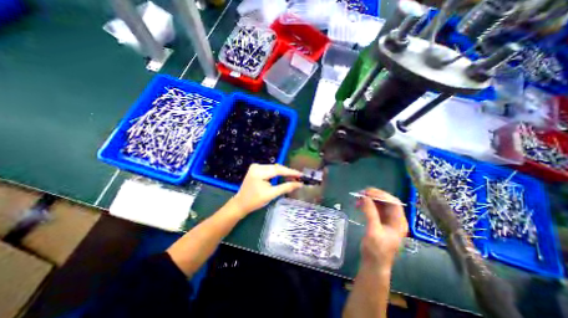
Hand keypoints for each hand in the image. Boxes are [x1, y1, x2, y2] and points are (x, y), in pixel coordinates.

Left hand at [230, 164, 303, 215]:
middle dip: (288, 172)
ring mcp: (256, 167)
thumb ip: (286, 187)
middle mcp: (257, 166)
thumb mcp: (271, 194)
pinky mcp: (256, 169)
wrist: (241, 204)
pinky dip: (277, 173)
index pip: (278, 170)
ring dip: (283, 172)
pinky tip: (284, 176)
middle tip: (298, 177)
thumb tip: (299, 184)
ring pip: (274, 168)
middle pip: (276, 168)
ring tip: (293, 177)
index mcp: (259, 172)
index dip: (291, 172)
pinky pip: (270, 169)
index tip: (301, 175)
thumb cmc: (255, 201)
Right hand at [358, 188, 408, 272]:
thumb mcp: (373, 231)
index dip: (381, 195)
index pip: (393, 202)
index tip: (367, 192)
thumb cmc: (376, 250)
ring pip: (380, 204)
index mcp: (399, 222)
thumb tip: (365, 197)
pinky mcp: (380, 222)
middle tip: (361, 193)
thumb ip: (370, 213)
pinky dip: (367, 205)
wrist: (373, 264)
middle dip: (374, 196)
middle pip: (387, 202)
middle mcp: (395, 220)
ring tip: (358, 198)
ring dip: (369, 200)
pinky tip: (359, 205)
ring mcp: (387, 221)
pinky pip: (375, 209)